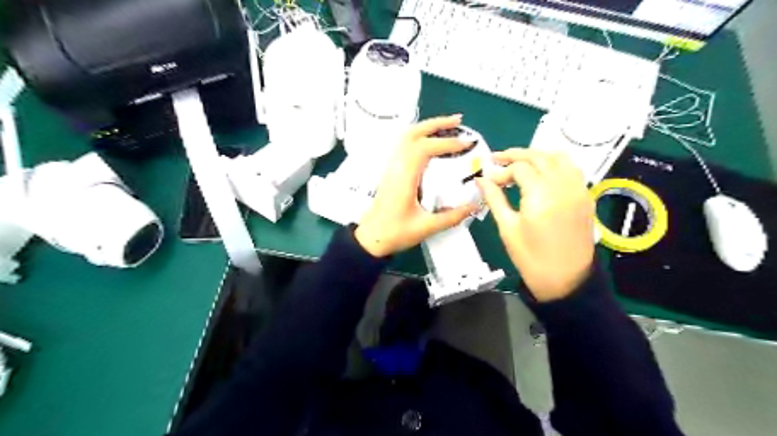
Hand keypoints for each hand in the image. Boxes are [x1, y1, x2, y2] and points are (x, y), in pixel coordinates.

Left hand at [355, 116, 479, 258]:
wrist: (370, 239)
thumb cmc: (395, 233)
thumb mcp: (426, 227)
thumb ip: (451, 216)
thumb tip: (474, 205)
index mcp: (404, 177)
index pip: (424, 149)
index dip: (446, 142)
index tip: (466, 143)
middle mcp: (396, 167)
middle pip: (412, 134)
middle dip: (436, 124)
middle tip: (458, 121)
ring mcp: (391, 168)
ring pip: (406, 137)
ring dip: (426, 128)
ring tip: (447, 127)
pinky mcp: (391, 172)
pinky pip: (403, 146)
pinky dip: (419, 138)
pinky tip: (431, 144)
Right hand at [474, 148, 595, 301]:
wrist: (566, 280)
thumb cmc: (531, 258)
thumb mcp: (507, 228)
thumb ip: (494, 199)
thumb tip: (481, 180)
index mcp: (541, 195)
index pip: (519, 168)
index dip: (501, 171)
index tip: (488, 180)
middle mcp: (563, 186)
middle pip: (539, 157)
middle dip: (516, 155)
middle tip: (497, 158)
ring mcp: (578, 189)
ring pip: (558, 157)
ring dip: (537, 154)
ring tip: (519, 161)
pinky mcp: (585, 196)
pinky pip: (571, 169)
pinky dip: (555, 163)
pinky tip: (542, 171)